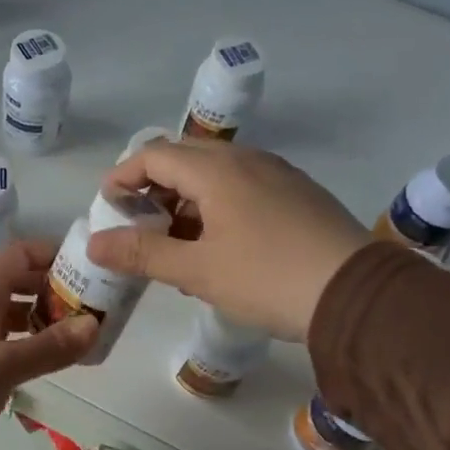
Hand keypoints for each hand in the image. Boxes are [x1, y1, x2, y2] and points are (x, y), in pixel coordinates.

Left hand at [0, 240, 97, 449]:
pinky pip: (9, 347)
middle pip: (21, 285)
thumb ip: (48, 346)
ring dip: (47, 321)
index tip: (90, 268)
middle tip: (96, 307)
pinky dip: (32, 348)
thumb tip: (94, 324)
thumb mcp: (1, 366)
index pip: (19, 256)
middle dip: (57, 291)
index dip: (53, 254)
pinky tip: (53, 362)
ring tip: (83, 336)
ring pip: (16, 318)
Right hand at [91, 140, 367, 341]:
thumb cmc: (266, 278)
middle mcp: (247, 160)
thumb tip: (94, 244)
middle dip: (154, 187)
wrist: (355, 295)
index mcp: (217, 170)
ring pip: (216, 175)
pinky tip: (219, 248)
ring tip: (174, 244)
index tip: (107, 204)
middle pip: (185, 159)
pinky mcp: (298, 196)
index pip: (154, 155)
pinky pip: (244, 189)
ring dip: (186, 201)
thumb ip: (142, 253)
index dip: (123, 175)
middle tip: (137, 224)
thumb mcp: (196, 270)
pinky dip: (217, 208)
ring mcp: (278, 175)